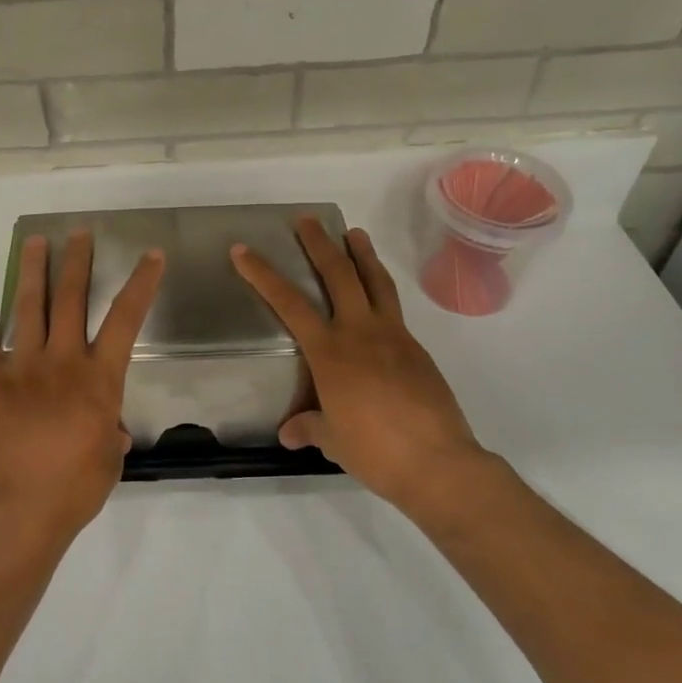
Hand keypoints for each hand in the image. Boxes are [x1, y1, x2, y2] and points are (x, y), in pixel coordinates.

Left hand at [0, 231, 164, 541]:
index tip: (151, 254)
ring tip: (34, 244)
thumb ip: (110, 430)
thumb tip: (110, 428)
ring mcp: (24, 368)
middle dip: (77, 260)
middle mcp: (64, 361)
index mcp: (100, 376)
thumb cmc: (80, 485)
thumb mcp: (111, 455)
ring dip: (33, 272)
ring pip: (30, 307)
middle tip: (79, 233)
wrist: (26, 507)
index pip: (126, 318)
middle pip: (72, 297)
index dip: (141, 282)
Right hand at [231, 217, 504, 523]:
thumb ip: (309, 428)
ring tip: (355, 233)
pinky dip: (382, 291)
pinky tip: (377, 299)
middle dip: (319, 244)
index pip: (289, 303)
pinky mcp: (417, 350)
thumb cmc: (374, 451)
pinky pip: (394, 309)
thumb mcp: (332, 440)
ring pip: (376, 282)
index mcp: (331, 352)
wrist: (438, 463)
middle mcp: (361, 333)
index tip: (243, 250)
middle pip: (339, 275)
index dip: (263, 274)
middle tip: (307, 220)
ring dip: (362, 254)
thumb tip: (289, 433)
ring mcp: (394, 337)